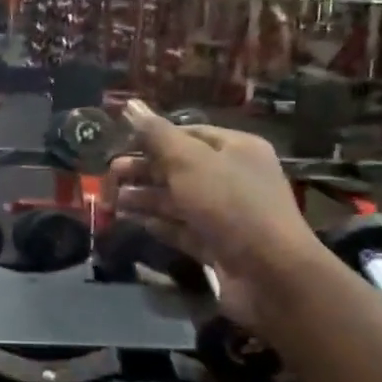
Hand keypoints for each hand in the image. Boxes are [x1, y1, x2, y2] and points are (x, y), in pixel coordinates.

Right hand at [111, 100, 321, 325]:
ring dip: (146, 198)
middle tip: (110, 175)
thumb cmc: (230, 205)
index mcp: (237, 149)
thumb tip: (131, 105)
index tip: (120, 144)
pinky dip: (160, 224)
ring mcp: (228, 215)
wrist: (271, 275)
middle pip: (181, 167)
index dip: (154, 137)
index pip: (189, 133)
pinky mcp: (219, 246)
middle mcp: (235, 178)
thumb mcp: (189, 162)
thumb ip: (157, 135)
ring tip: (112, 201)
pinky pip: (184, 229)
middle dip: (144, 170)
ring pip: (179, 200)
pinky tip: (135, 222)